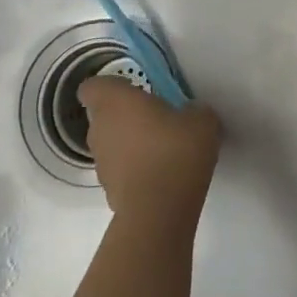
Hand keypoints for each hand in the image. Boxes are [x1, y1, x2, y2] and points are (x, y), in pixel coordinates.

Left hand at [82, 79, 218, 228]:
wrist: (160, 210)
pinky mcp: (107, 189)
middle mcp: (100, 128)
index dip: (110, 87)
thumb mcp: (202, 119)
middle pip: (103, 115)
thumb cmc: (176, 150)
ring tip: (162, 149)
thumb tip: (189, 115)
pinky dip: (134, 168)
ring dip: (130, 143)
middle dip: (126, 115)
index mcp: (115, 102)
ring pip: (111, 142)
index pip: (94, 86)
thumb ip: (192, 110)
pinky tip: (161, 174)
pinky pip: (120, 168)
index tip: (131, 90)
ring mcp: (100, 162)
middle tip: (156, 118)